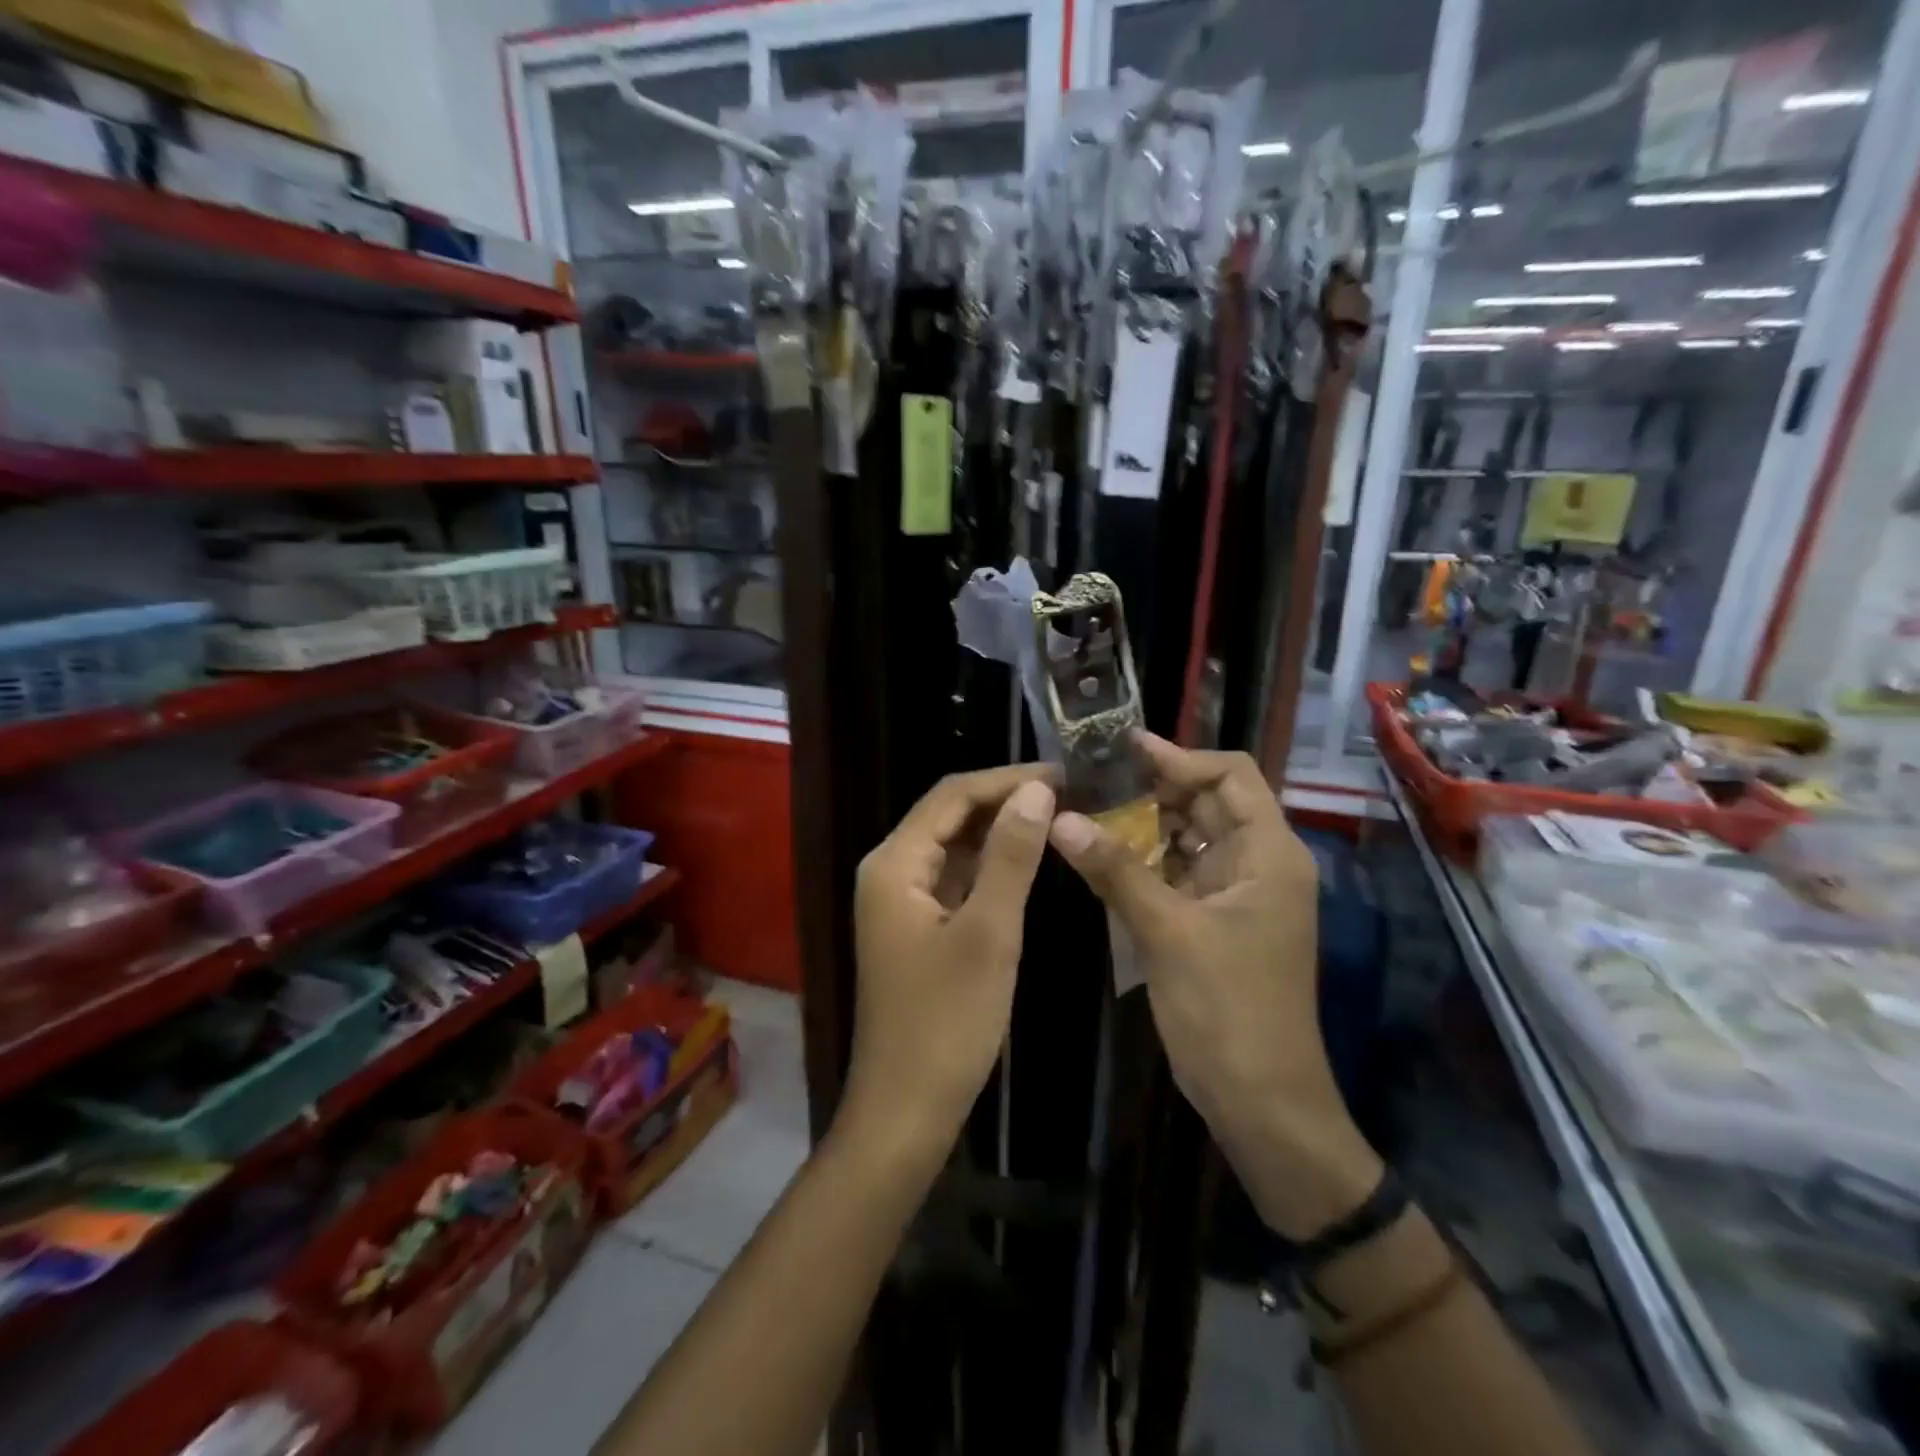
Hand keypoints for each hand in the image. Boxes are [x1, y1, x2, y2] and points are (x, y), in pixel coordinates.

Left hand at [844, 766, 1055, 1155]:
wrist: (905, 1110)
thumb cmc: (946, 1023)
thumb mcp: (988, 933)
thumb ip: (1010, 857)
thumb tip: (1036, 792)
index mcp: (894, 863)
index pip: (952, 795)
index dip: (1007, 779)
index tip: (1063, 774)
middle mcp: (889, 871)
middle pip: (949, 815)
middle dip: (1005, 800)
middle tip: (1068, 793)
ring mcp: (900, 901)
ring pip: (953, 847)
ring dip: (999, 831)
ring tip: (1057, 817)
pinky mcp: (916, 927)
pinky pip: (954, 879)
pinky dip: (989, 866)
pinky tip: (1026, 862)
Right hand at [1048, 735, 1380, 1237]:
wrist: (1260, 1102)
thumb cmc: (1228, 1010)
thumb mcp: (1168, 933)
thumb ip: (1115, 870)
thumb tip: (1060, 819)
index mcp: (1269, 853)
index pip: (1231, 775)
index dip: (1179, 757)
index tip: (1122, 749)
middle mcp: (1256, 864)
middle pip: (1205, 802)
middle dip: (1151, 788)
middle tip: (1089, 778)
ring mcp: (1233, 895)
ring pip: (1185, 838)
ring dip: (1141, 824)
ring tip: (1084, 809)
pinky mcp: (1210, 922)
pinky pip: (1174, 874)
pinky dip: (1140, 862)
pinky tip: (1097, 856)